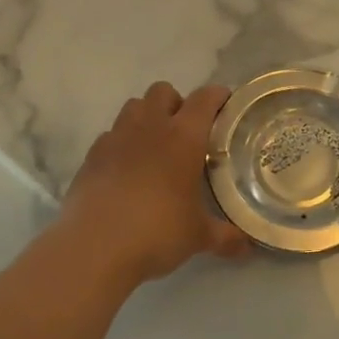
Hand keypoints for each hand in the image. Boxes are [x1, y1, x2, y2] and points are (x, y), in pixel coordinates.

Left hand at [59, 82, 250, 284]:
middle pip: (163, 91)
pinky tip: (126, 170)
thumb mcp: (198, 236)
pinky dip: (121, 143)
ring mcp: (116, 138)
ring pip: (133, 106)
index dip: (217, 96)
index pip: (204, 99)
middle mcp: (149, 127)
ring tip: (155, 146)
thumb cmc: (157, 232)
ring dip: (147, 117)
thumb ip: (224, 237)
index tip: (225, 104)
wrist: (94, 247)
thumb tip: (247, 247)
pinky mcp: (91, 156)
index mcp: (183, 137)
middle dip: (176, 103)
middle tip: (186, 132)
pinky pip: (110, 135)